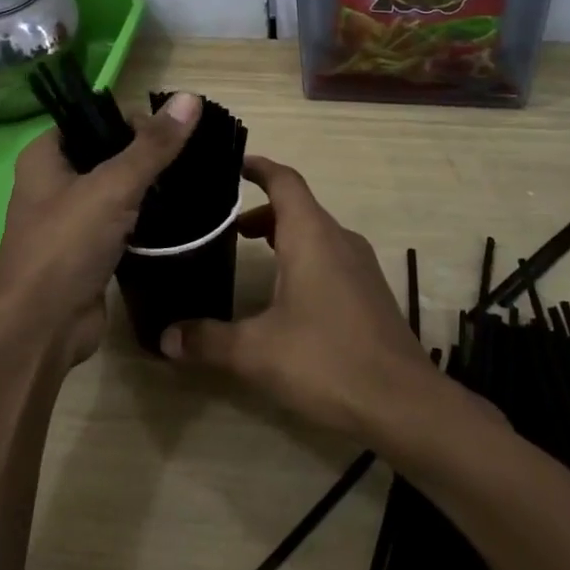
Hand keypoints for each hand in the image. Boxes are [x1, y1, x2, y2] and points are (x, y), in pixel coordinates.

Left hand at [0, 92, 202, 364]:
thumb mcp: (113, 187)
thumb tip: (190, 98)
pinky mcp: (89, 249)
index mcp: (45, 156)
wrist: (42, 329)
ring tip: (191, 180)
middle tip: (189, 156)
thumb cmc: (66, 246)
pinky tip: (178, 214)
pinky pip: (122, 221)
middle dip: (145, 153)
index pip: (91, 118)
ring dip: (148, 187)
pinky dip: (146, 218)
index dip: (130, 118)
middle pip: (107, 152)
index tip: (171, 131)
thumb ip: (153, 145)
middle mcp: (53, 182)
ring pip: (117, 189)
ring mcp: (71, 218)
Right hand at [158, 155, 436, 435]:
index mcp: (312, 236)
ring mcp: (360, 265)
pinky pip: (330, 256)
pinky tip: (285, 295)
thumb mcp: (256, 353)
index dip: (257, 167)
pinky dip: (302, 257)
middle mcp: (339, 239)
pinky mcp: (370, 291)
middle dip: (260, 211)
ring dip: (282, 236)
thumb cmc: (327, 361)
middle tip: (222, 226)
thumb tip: (165, 337)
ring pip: (315, 233)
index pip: (284, 180)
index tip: (230, 165)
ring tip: (248, 255)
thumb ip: (207, 340)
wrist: (404, 403)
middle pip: (297, 207)